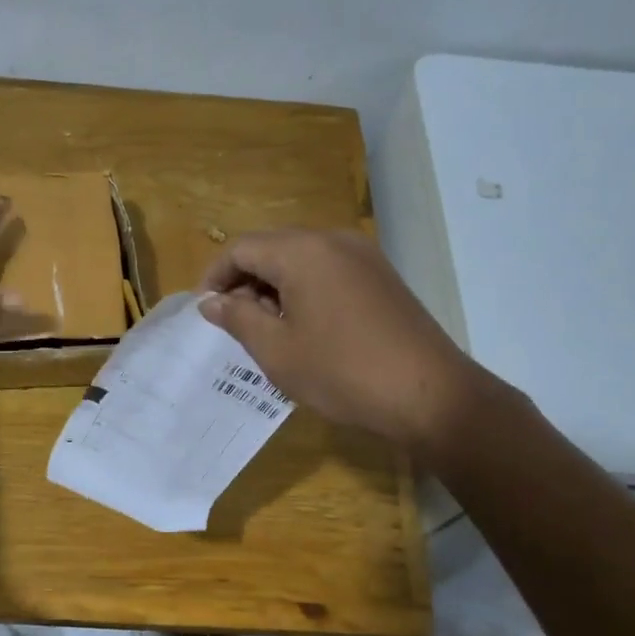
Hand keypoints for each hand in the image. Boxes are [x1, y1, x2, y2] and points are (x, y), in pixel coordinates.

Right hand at [197, 228, 493, 455]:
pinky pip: (328, 270)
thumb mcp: (277, 350)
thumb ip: (238, 318)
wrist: (429, 395)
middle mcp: (333, 240)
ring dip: (274, 286)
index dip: (215, 276)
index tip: (205, 311)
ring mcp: (363, 256)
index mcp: (302, 252)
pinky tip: (304, 327)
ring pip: (300, 258)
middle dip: (244, 280)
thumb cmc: (342, 372)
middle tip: (233, 323)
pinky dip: (304, 289)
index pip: (242, 248)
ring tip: (267, 329)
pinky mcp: (381, 276)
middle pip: (272, 247)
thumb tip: (211, 301)